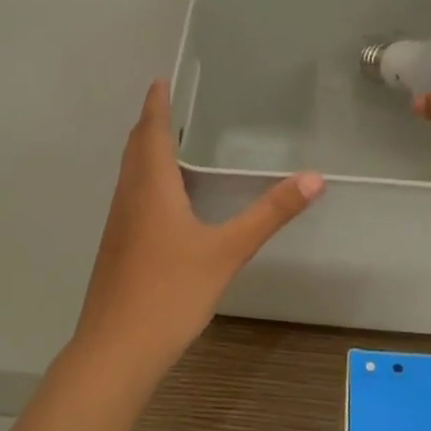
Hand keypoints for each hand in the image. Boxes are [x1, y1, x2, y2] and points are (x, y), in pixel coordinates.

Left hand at [70, 81, 323, 379]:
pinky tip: (163, 202)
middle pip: (134, 149)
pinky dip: (144, 181)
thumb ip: (269, 215)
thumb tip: (314, 179)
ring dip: (144, 152)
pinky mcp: (116, 249)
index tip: (160, 80)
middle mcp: (128, 198)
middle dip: (149, 124)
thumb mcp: (227, 252)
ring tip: (167, 144)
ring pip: (129, 175)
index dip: (156, 104)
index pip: (150, 132)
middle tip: (167, 105)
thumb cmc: (170, 292)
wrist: (116, 350)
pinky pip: (130, 198)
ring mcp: (118, 225)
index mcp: (151, 188)